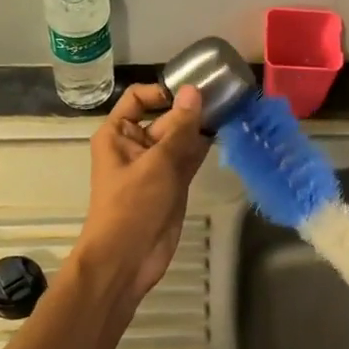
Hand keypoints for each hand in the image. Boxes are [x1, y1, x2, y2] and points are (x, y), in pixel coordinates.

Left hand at [73, 84, 211, 304]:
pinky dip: (203, 147)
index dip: (163, 91)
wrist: (127, 259)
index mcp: (117, 134)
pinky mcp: (172, 183)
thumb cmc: (133, 206)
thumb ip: (180, 127)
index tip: (193, 89)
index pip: (138, 98)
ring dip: (200, 127)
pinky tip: (225, 133)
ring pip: (179, 137)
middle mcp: (135, 144)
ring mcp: (155, 165)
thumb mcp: (157, 163)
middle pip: (164, 116)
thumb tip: (193, 90)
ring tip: (230, 110)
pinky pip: (188, 157)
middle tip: (225, 96)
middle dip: (190, 109)